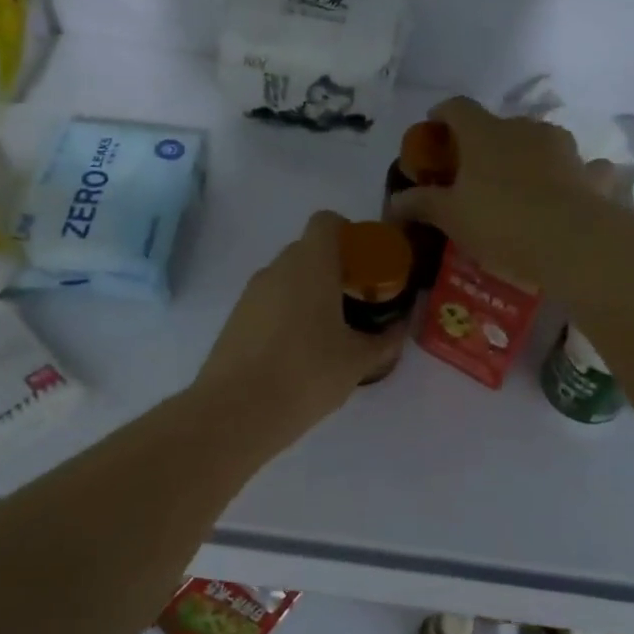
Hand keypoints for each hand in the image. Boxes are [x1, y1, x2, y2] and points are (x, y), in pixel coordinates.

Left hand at [198, 210, 409, 434]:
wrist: (236, 411)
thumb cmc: (307, 374)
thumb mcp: (358, 361)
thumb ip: (383, 341)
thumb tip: (398, 329)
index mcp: (311, 264)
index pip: (327, 222)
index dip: (349, 234)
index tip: (365, 265)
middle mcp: (277, 269)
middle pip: (308, 251)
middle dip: (333, 270)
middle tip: (356, 304)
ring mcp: (251, 294)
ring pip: (286, 279)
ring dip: (308, 294)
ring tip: (329, 334)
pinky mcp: (235, 320)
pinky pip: (268, 304)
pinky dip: (286, 316)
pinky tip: (298, 354)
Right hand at [388, 97, 606, 288]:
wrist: (571, 243)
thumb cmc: (500, 222)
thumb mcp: (451, 218)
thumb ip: (422, 204)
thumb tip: (395, 201)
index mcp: (484, 133)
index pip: (457, 107)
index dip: (442, 115)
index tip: (434, 129)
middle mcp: (525, 129)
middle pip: (499, 126)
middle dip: (485, 145)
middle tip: (473, 175)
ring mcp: (563, 148)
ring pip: (539, 144)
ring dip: (527, 159)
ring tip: (518, 189)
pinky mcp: (592, 173)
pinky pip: (580, 169)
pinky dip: (572, 177)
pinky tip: (567, 195)